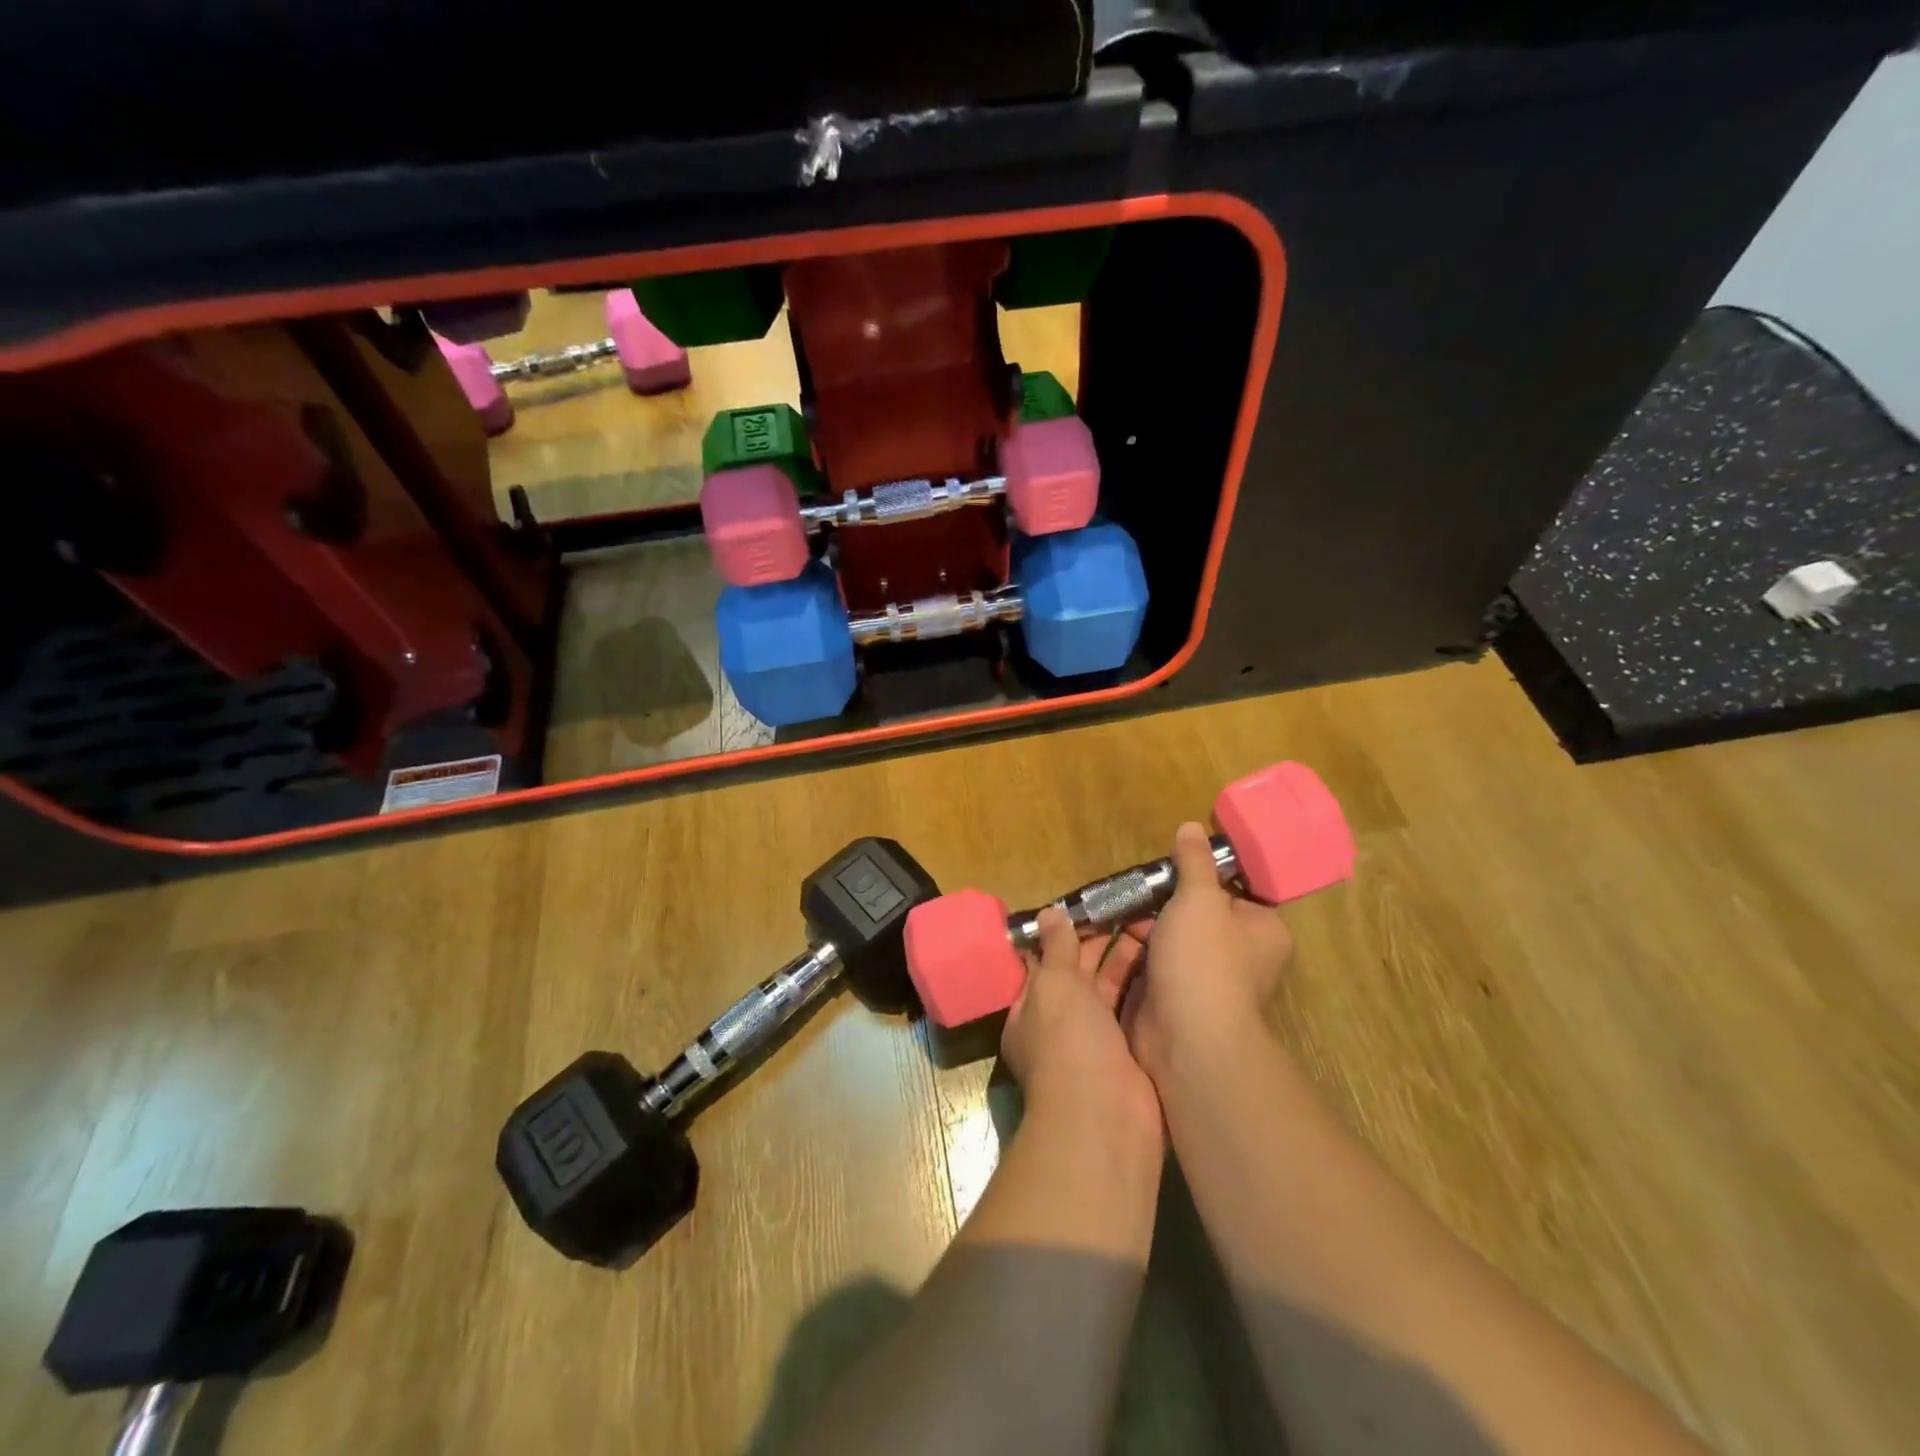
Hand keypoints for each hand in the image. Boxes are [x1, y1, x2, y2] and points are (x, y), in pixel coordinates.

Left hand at [1001, 906, 1161, 1142]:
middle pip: (1081, 975)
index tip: (1092, 904)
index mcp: (1032, 1009)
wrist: (1107, 1119)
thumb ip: (1055, 948)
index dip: (1065, 933)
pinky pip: (1137, 1012)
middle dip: (1101, 943)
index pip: (1046, 963)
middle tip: (1130, 906)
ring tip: (1152, 922)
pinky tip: (1166, 959)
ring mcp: (1099, 1043)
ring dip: (1128, 960)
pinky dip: (1148, 988)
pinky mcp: (1132, 1055)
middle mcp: (1063, 1026)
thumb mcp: (1054, 986)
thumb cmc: (1068, 1043)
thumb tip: (1047, 913)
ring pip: (1113, 990)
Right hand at [1122, 822, 1294, 1085]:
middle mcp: (1240, 957)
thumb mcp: (1199, 898)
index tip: (1168, 868)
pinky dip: (1131, 956)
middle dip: (1161, 903)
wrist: (1186, 1039)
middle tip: (1132, 890)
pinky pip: (1150, 966)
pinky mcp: (1173, 1001)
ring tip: (1110, 909)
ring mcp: (1204, 982)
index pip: (1234, 892)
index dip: (1201, 877)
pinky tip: (1106, 938)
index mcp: (1262, 931)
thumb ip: (1194, 862)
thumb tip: (1192, 827)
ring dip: (1141, 929)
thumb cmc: (1204, 960)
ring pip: (1168, 941)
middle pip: (1195, 916)